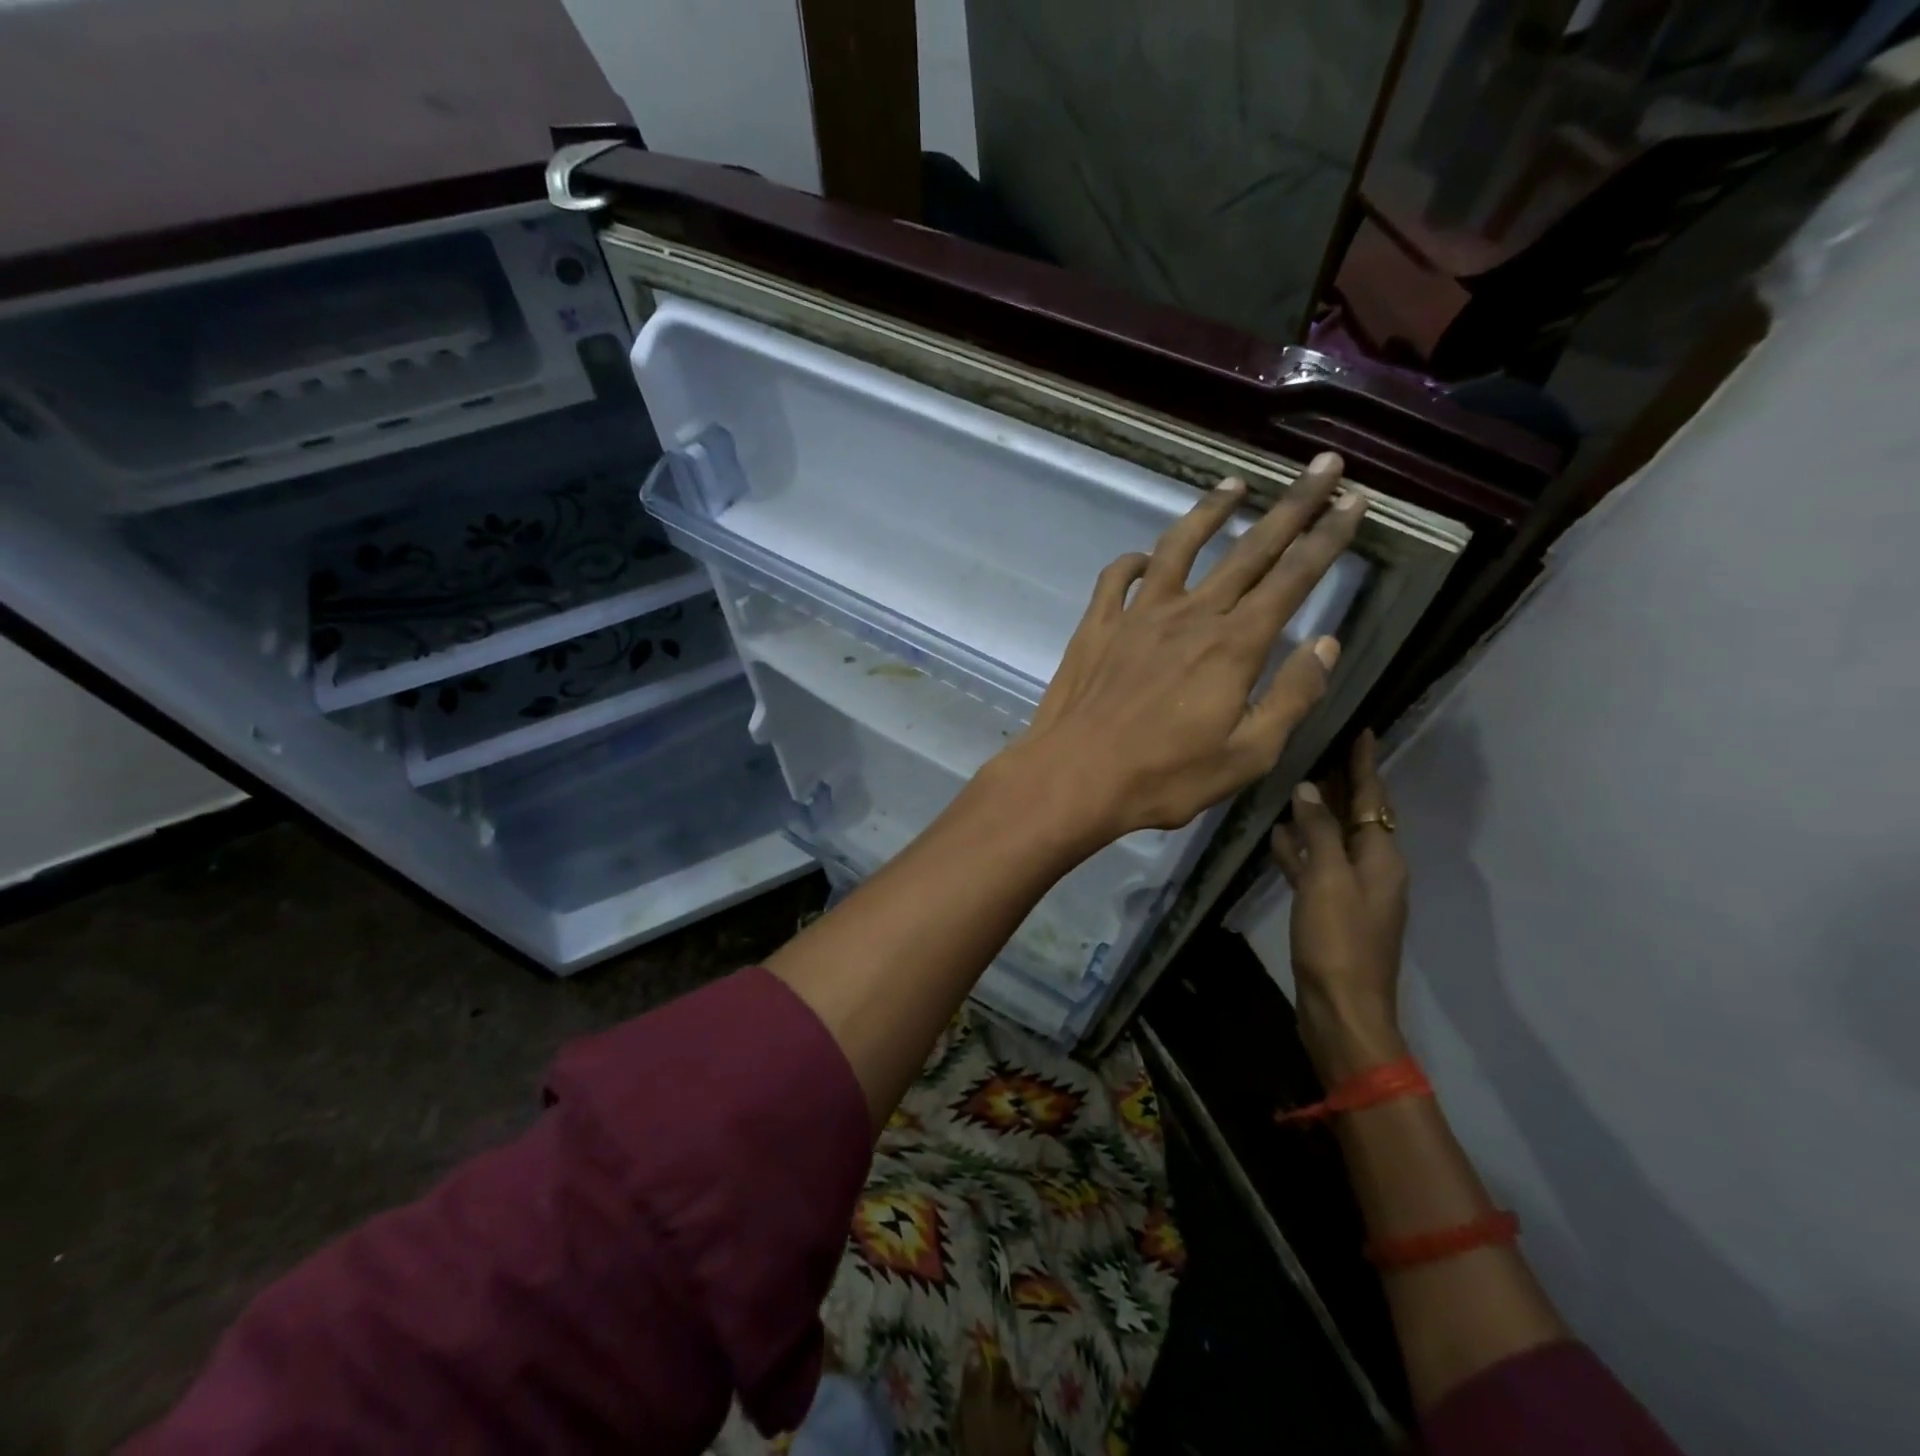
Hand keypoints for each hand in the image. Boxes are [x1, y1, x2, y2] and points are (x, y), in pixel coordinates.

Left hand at [1002, 453, 1365, 844]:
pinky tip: (1145, 557)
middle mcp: (1189, 615)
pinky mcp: (1097, 626)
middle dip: (1292, 505)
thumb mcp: (1247, 755)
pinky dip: (1134, 561)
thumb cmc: (1163, 777)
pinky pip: (1116, 578)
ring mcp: (1137, 615)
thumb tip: (1326, 643)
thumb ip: (1291, 697)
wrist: (1073, 777)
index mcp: (1233, 645)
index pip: (1293, 577)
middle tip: (1322, 464)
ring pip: (1179, 548)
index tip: (1354, 499)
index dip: (1328, 536)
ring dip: (1210, 512)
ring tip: (1235, 484)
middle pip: (1249, 549)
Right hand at [1273, 730, 1409, 1078]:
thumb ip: (1319, 833)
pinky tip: (1275, 836)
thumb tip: (1310, 790)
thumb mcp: (1328, 880)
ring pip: (1332, 839)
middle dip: (1341, 782)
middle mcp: (1372, 869)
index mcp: (1382, 858)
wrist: (1340, 1010)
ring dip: (1315, 813)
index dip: (1365, 764)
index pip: (1374, 798)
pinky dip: (1299, 849)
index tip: (1361, 729)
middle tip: (1318, 745)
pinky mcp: (1328, 910)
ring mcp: (1349, 891)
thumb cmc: (1339, 941)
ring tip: (1291, 782)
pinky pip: (1314, 867)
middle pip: (1356, 815)